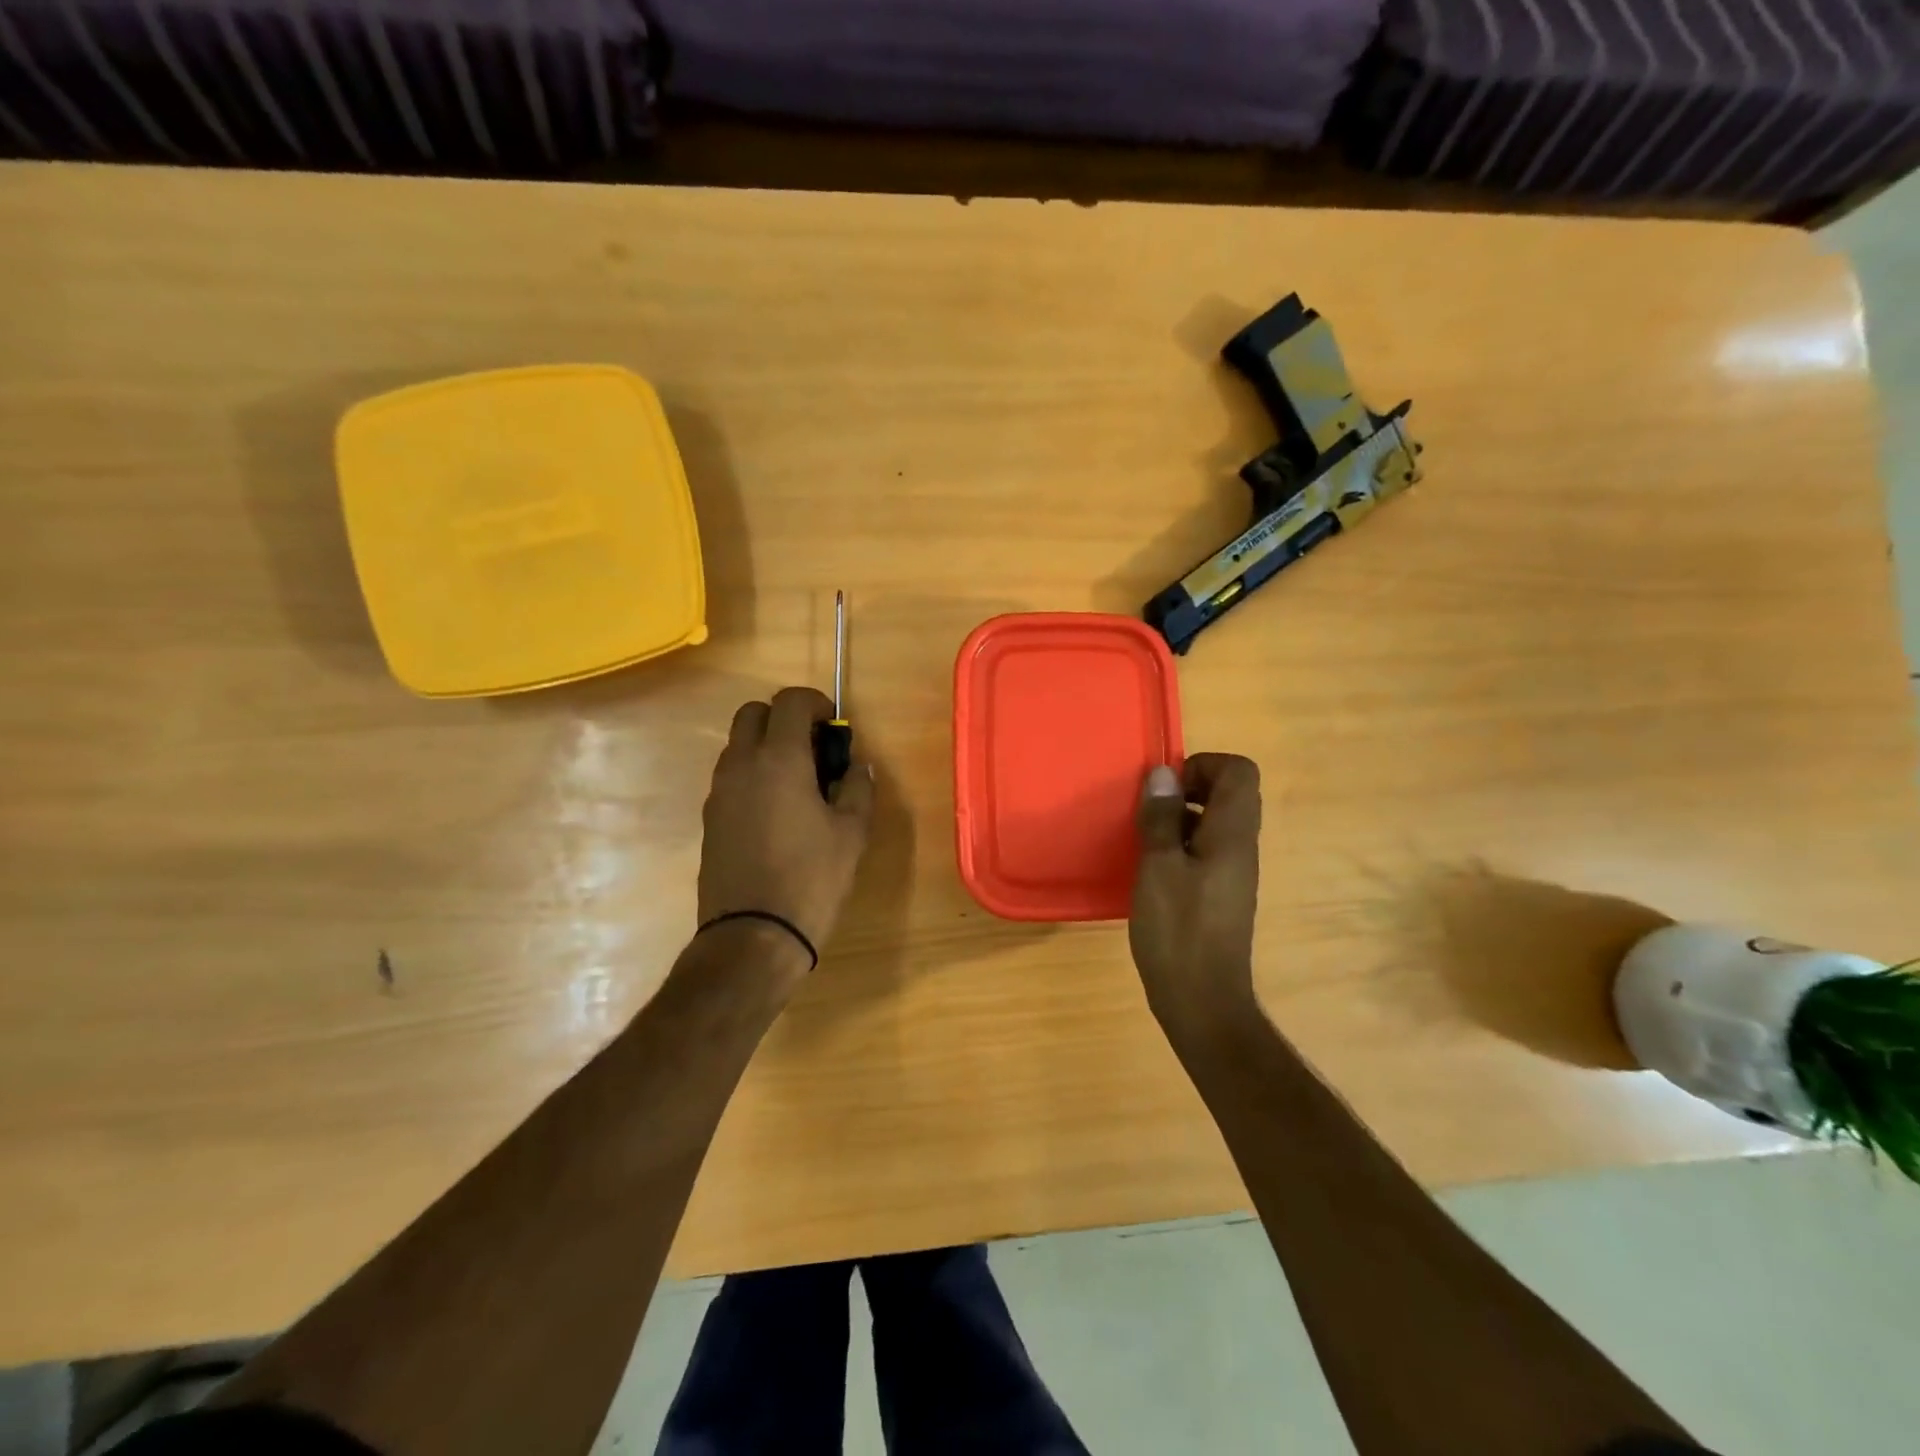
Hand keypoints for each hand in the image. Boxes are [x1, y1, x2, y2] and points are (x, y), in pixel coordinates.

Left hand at [699, 687, 874, 971]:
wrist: (752, 937)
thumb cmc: (811, 879)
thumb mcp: (852, 833)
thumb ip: (858, 788)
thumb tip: (858, 767)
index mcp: (779, 759)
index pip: (790, 701)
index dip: (816, 703)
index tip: (834, 727)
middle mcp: (741, 765)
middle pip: (753, 713)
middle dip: (784, 718)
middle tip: (814, 748)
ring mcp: (719, 792)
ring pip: (738, 745)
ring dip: (766, 747)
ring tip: (799, 783)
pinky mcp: (710, 819)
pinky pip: (731, 777)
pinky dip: (753, 775)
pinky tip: (777, 812)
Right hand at [1130, 753, 1263, 1039]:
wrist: (1202, 1001)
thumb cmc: (1178, 930)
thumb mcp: (1158, 867)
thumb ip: (1161, 818)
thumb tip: (1163, 774)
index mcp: (1232, 834)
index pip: (1240, 772)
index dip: (1204, 765)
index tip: (1167, 786)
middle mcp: (1241, 847)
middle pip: (1231, 794)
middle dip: (1190, 788)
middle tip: (1152, 808)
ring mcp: (1234, 872)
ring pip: (1217, 822)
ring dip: (1182, 817)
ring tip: (1145, 836)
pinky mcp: (1221, 894)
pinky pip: (1208, 849)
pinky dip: (1182, 844)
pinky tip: (1152, 868)